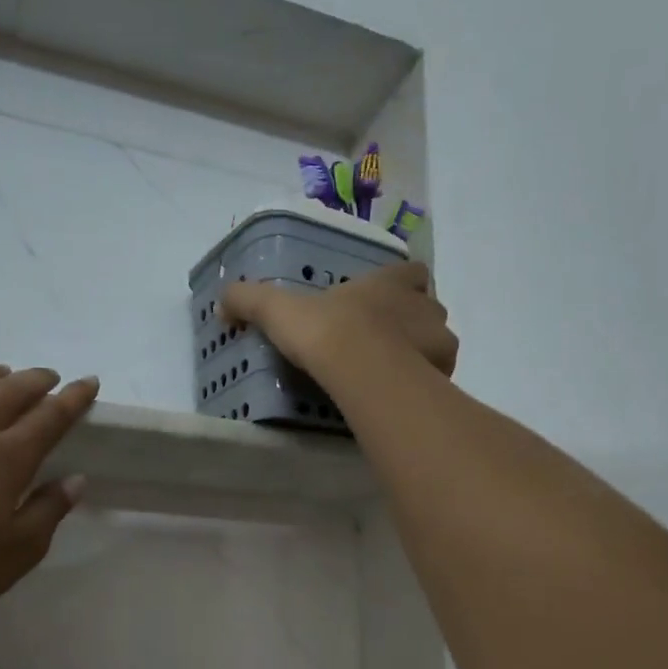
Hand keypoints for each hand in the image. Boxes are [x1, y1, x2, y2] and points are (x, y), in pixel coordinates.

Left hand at [0, 360, 99, 631]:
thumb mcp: (20, 550)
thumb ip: (50, 509)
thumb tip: (75, 479)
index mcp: (6, 459)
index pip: (49, 418)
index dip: (73, 398)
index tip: (89, 381)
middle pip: (8, 392)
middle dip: (35, 379)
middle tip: (49, 377)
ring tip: (2, 370)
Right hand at [220, 259, 457, 376]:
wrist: (361, 367)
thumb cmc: (326, 330)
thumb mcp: (279, 310)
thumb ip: (250, 301)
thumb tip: (222, 301)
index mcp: (390, 283)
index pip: (412, 272)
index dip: (403, 284)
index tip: (386, 300)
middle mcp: (423, 305)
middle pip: (428, 308)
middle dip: (414, 323)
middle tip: (385, 344)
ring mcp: (439, 339)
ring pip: (439, 342)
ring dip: (423, 354)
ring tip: (394, 376)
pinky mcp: (445, 373)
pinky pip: (440, 376)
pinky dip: (426, 384)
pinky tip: (402, 397)